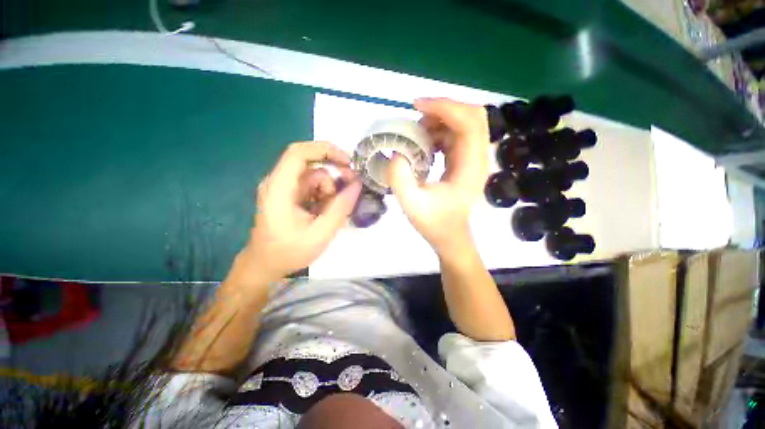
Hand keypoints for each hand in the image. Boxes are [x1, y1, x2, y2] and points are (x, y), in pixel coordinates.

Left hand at [242, 142, 361, 281]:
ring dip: (329, 192)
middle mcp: (278, 182)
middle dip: (334, 176)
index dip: (325, 150)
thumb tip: (357, 183)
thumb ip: (341, 207)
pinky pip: (312, 188)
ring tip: (330, 213)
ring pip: (314, 178)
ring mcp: (283, 189)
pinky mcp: (288, 195)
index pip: (299, 153)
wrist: (265, 265)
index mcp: (279, 188)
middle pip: (311, 167)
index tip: (348, 162)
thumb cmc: (290, 252)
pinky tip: (324, 213)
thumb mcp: (321, 232)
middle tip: (350, 190)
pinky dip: (323, 197)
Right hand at [387, 98, 488, 255]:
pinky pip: (457, 135)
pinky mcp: (466, 161)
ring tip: (417, 133)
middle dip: (443, 109)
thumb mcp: (412, 205)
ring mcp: (473, 159)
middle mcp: (477, 158)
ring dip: (440, 121)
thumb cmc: (434, 224)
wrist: (450, 236)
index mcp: (470, 167)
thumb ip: (400, 179)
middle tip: (417, 117)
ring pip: (464, 123)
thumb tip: (396, 152)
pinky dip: (440, 132)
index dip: (444, 107)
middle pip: (473, 116)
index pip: (469, 123)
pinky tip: (425, 144)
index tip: (416, 107)